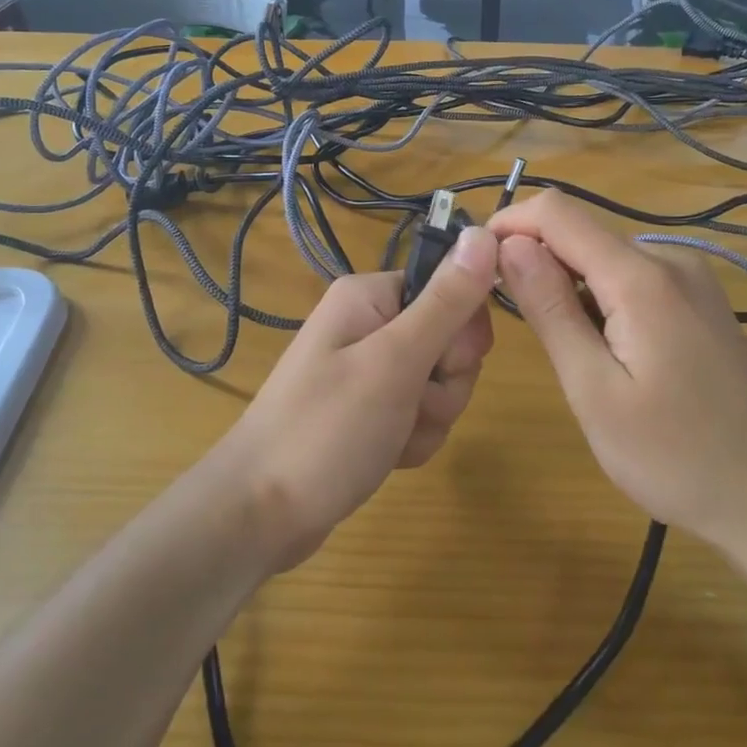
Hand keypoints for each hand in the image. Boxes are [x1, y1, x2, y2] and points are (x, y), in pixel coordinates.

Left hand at [219, 227, 498, 573]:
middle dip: (443, 385)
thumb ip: (446, 300)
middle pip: (450, 341)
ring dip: (429, 418)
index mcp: (371, 296)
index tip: (437, 367)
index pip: (451, 290)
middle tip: (408, 406)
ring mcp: (369, 368)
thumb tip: (485, 232)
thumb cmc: (327, 429)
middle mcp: (370, 323)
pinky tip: (386, 454)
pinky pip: (420, 413)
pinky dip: (413, 438)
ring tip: (390, 437)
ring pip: (441, 383)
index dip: (459, 334)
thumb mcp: (395, 361)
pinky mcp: (371, 408)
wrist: (261, 514)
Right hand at [489, 191, 746, 559]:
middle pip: (582, 234)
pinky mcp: (701, 301)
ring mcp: (693, 279)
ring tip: (565, 352)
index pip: (558, 213)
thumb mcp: (594, 390)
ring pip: (605, 258)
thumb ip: (550, 309)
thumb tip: (509, 244)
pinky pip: (633, 279)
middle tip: (516, 326)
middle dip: (537, 262)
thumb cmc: (674, 457)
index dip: (508, 225)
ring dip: (569, 286)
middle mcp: (671, 260)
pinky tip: (606, 352)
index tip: (476, 263)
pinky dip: (601, 299)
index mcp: (642, 277)